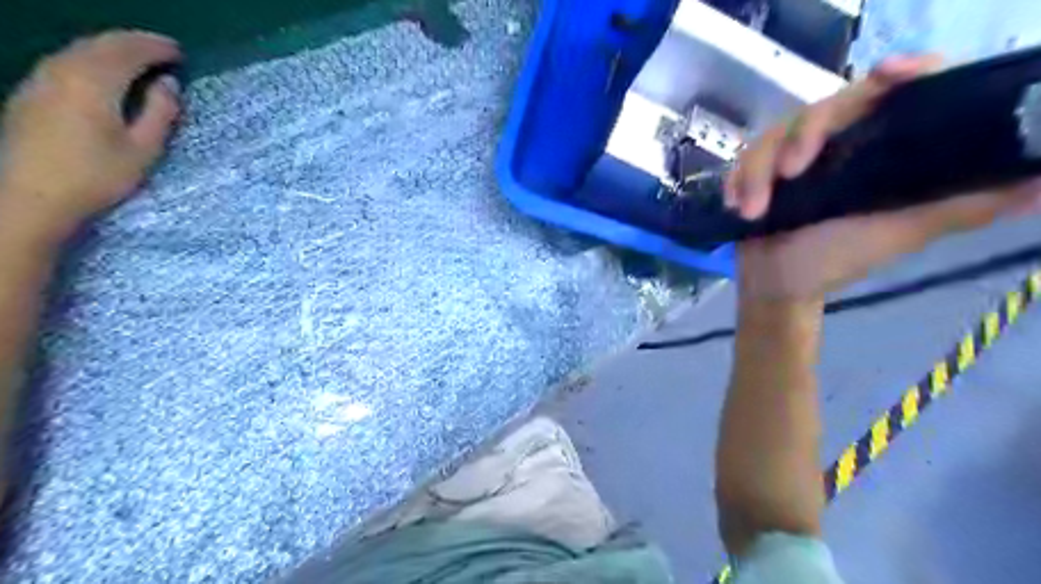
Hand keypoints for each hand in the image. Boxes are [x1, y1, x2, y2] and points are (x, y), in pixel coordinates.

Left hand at [0, 30, 182, 243]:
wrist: (30, 195)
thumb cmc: (97, 176)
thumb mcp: (143, 149)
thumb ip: (159, 113)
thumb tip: (169, 84)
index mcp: (93, 82)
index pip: (127, 50)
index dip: (155, 48)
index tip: (180, 53)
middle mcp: (62, 70)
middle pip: (100, 43)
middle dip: (134, 42)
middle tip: (163, 51)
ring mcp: (40, 79)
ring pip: (80, 49)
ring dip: (112, 49)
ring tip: (138, 59)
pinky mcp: (31, 92)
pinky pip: (67, 61)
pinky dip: (93, 59)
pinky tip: (105, 74)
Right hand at [726, 54, 1040, 302]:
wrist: (777, 285)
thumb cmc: (838, 258)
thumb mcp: (902, 231)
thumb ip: (963, 206)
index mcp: (881, 149)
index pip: (898, 94)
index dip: (901, 73)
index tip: (889, 74)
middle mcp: (841, 143)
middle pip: (826, 107)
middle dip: (802, 137)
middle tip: (791, 174)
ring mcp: (795, 156)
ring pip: (775, 134)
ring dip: (757, 172)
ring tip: (752, 210)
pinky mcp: (760, 170)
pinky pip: (745, 157)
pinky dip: (738, 179)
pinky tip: (736, 203)